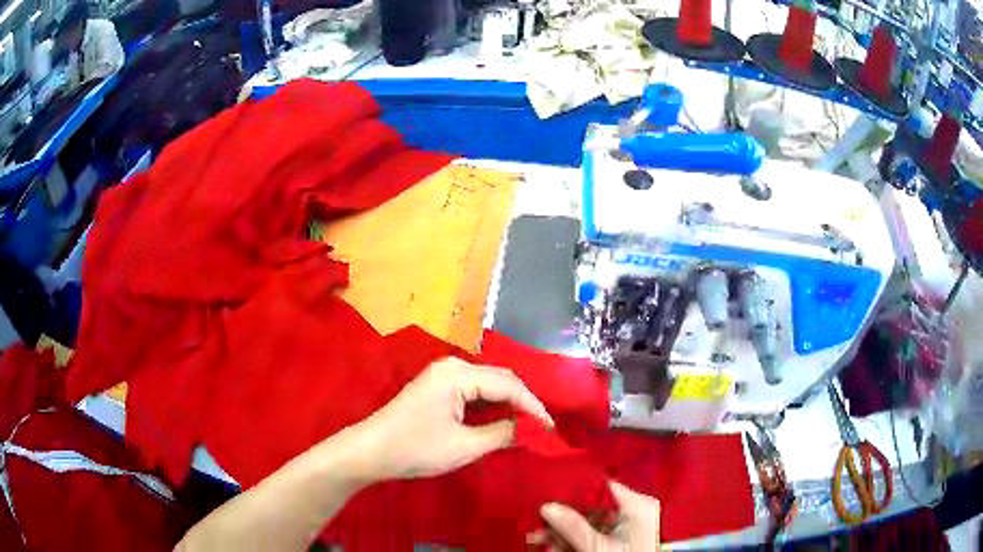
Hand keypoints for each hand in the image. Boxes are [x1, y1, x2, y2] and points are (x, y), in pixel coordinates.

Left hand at [350, 357, 553, 480]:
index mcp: (458, 374)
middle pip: (501, 378)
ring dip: (509, 403)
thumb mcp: (464, 446)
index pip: (509, 384)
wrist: (371, 451)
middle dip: (523, 402)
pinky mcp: (438, 386)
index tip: (551, 429)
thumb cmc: (415, 449)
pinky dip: (492, 404)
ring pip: (489, 383)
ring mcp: (443, 374)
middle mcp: (453, 366)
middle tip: (542, 427)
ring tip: (529, 424)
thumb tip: (531, 430)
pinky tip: (502, 419)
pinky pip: (475, 390)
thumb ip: (502, 434)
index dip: (533, 407)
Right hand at [533, 482, 660, 550]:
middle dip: (562, 518)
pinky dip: (574, 539)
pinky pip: (594, 532)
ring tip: (539, 539)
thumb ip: (572, 526)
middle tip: (537, 525)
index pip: (600, 487)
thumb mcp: (596, 546)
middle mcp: (635, 510)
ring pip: (588, 521)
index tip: (547, 496)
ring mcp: (629, 524)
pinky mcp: (622, 536)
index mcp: (637, 504)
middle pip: (590, 507)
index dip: (572, 491)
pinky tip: (555, 546)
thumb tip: (548, 507)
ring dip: (563, 531)